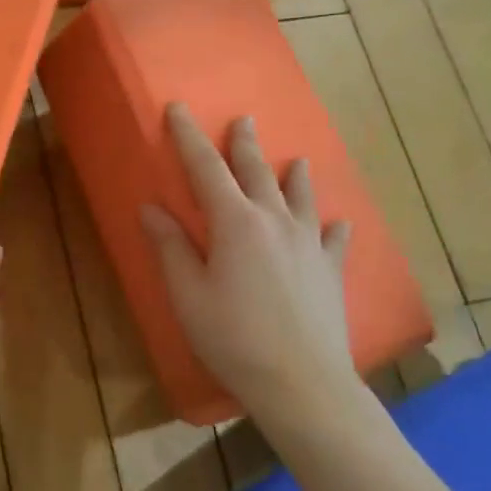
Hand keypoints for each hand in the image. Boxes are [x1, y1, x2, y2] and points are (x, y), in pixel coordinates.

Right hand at [140, 104, 357, 430]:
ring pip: (301, 198)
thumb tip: (151, 208)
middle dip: (244, 144)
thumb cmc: (232, 337)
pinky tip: (339, 223)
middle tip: (243, 119)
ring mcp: (309, 245)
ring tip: (296, 159)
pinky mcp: (330, 271)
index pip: (206, 168)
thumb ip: (171, 247)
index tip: (178, 108)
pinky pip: (334, 239)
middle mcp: (275, 222)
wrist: (301, 382)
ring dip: (294, 176)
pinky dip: (333, 226)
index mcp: (235, 223)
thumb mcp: (187, 294)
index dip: (189, 136)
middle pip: (257, 172)